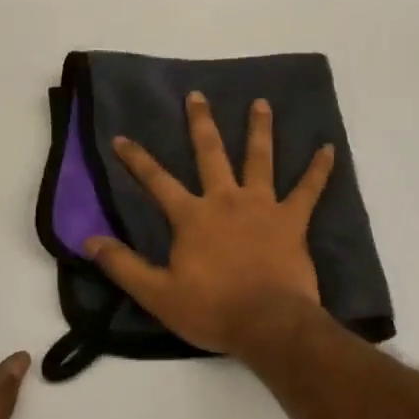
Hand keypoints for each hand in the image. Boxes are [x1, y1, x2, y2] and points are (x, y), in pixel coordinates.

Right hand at [86, 92, 334, 354]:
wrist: (268, 323)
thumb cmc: (212, 309)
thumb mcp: (157, 293)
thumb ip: (123, 265)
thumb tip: (88, 240)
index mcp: (192, 217)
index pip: (156, 181)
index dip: (136, 159)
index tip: (121, 137)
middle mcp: (226, 200)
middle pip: (211, 154)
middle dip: (201, 123)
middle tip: (198, 95)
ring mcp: (263, 206)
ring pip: (260, 159)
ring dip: (259, 129)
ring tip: (261, 103)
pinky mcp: (292, 220)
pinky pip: (309, 189)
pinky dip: (319, 169)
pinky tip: (329, 148)